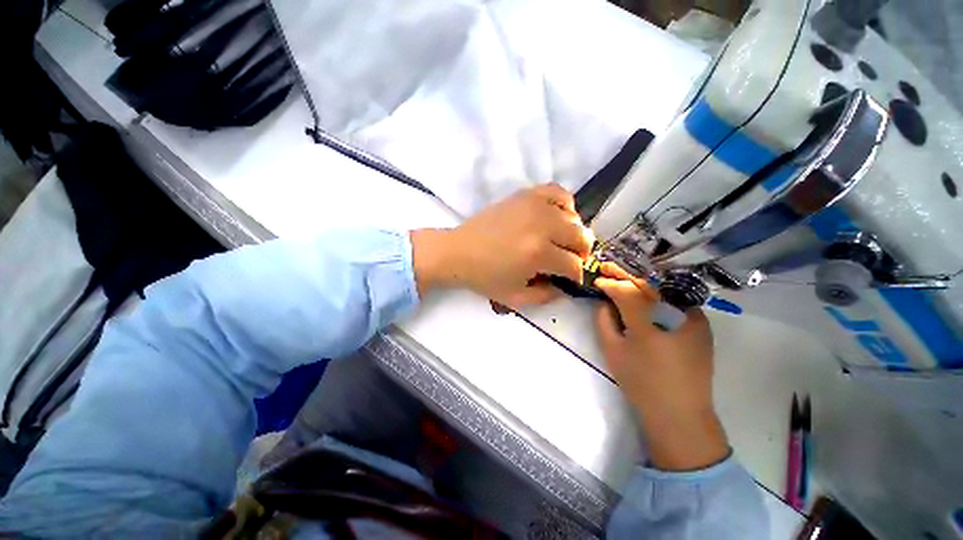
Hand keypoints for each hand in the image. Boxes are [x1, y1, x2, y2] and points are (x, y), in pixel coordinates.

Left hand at [411, 184, 593, 308]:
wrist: (459, 252)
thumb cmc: (485, 278)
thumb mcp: (516, 299)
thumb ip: (548, 297)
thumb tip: (567, 287)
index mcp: (538, 254)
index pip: (575, 265)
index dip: (576, 276)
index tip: (570, 278)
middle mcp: (541, 226)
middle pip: (581, 238)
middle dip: (579, 254)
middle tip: (565, 261)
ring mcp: (534, 206)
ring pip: (574, 217)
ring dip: (572, 233)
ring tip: (559, 241)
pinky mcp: (526, 195)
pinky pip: (558, 192)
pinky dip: (564, 206)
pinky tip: (555, 217)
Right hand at [594, 263, 728, 470]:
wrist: (681, 414)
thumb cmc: (641, 383)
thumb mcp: (613, 351)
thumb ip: (605, 321)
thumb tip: (605, 302)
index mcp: (650, 324)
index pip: (626, 292)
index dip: (610, 283)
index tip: (597, 279)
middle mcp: (677, 314)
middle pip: (647, 285)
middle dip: (625, 275)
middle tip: (608, 267)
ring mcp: (695, 318)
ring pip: (663, 289)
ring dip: (642, 281)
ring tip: (625, 277)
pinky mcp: (702, 324)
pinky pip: (677, 299)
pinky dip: (659, 292)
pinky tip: (648, 292)